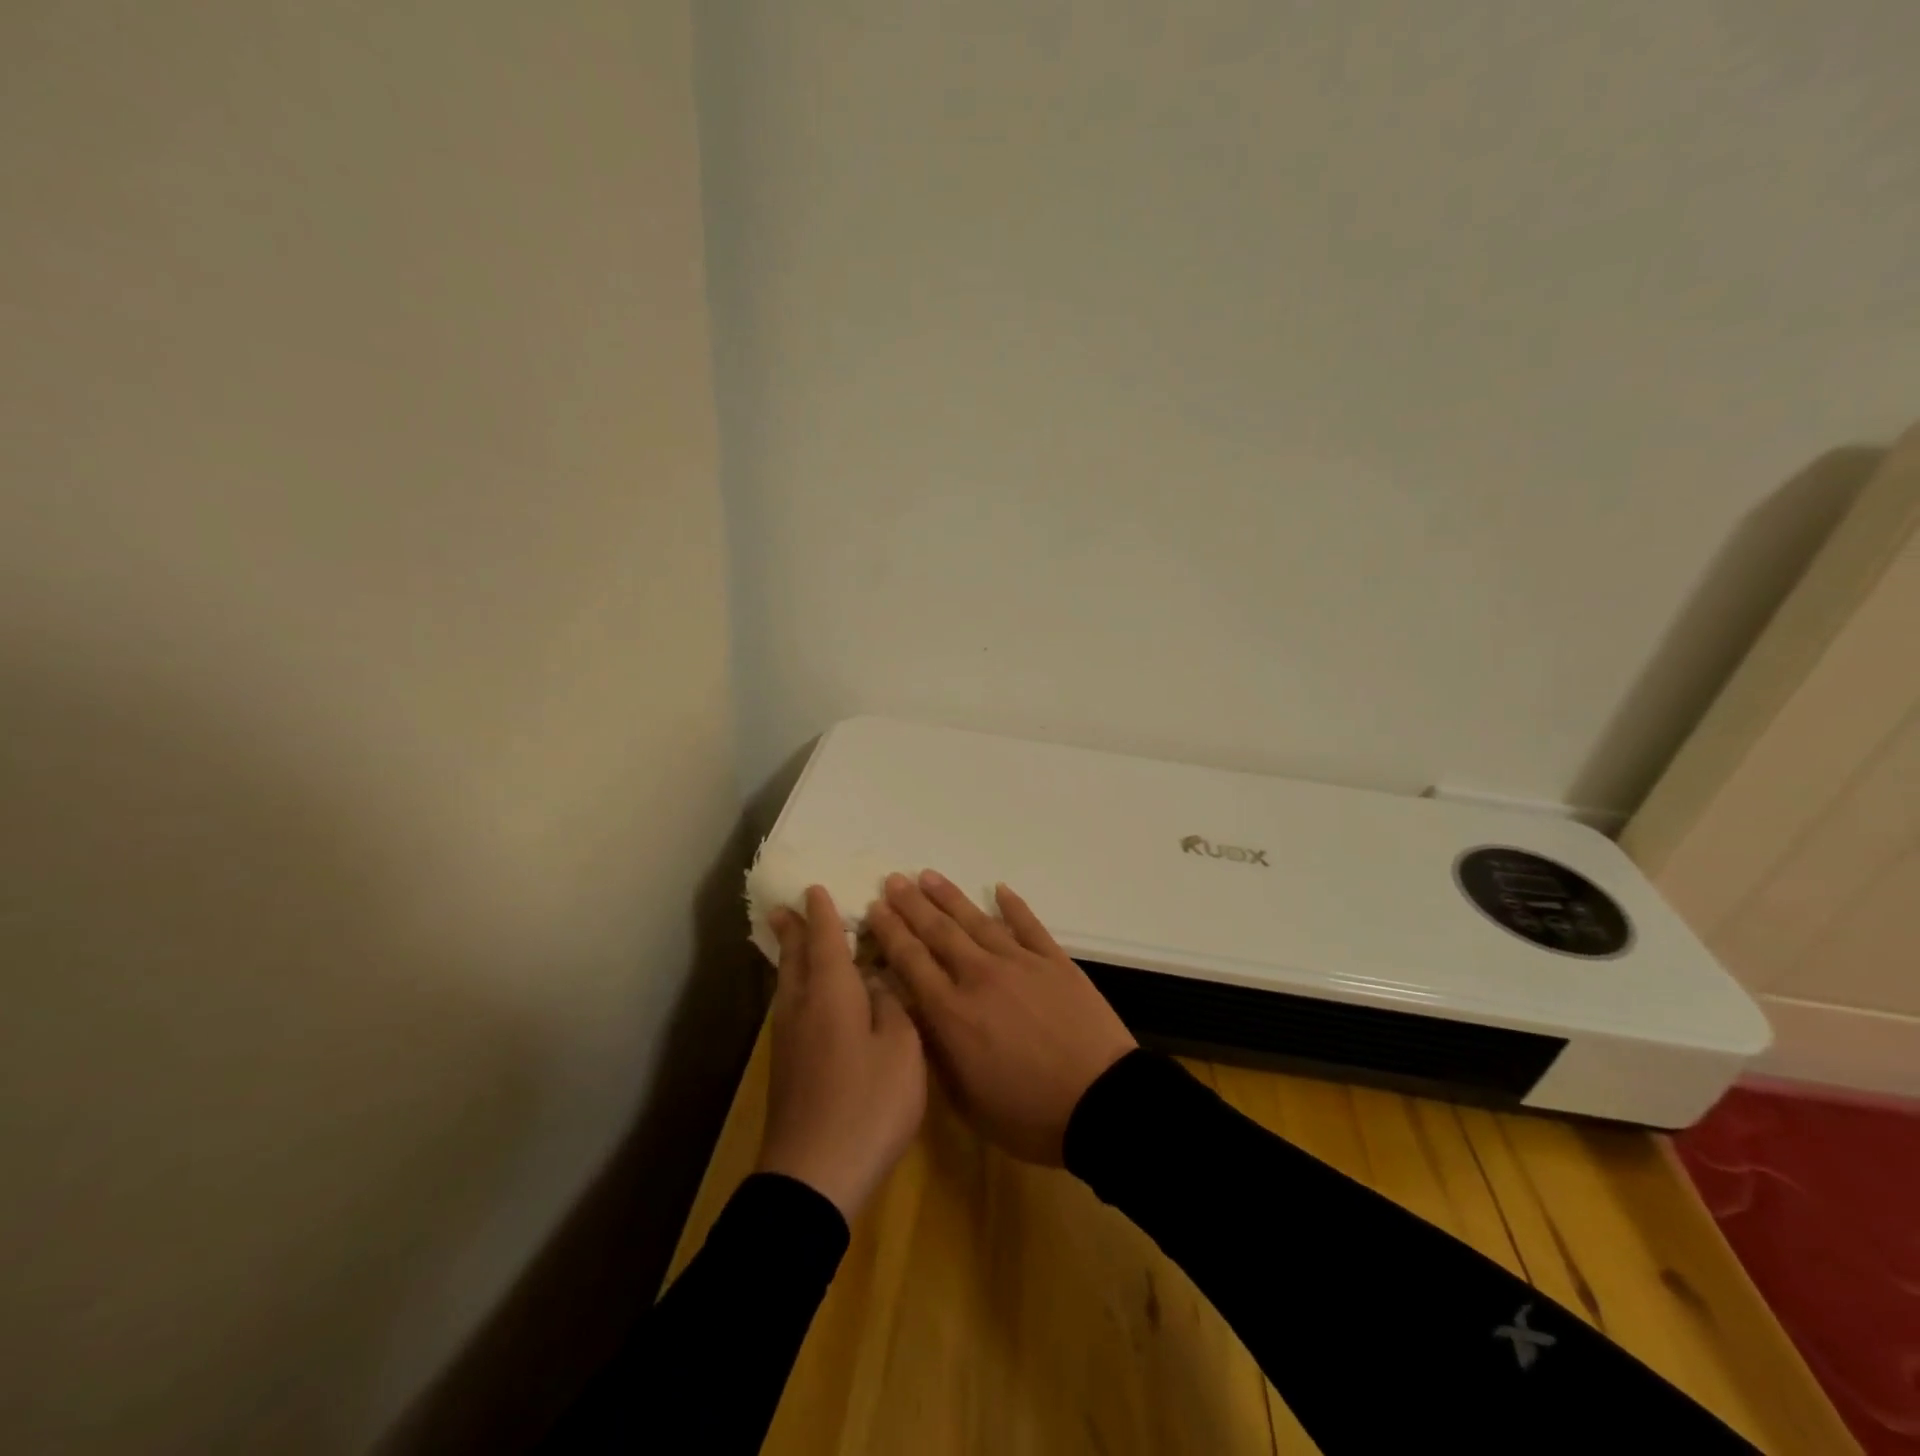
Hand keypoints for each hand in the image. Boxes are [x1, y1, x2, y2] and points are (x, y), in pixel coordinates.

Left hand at [756, 886, 927, 1220]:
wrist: (814, 1175)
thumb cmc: (867, 1103)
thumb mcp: (902, 1048)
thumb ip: (892, 1005)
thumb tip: (876, 982)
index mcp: (831, 993)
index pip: (825, 939)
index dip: (823, 913)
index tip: (815, 888)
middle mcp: (803, 1006)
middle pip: (795, 957)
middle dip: (792, 930)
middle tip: (782, 908)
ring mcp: (790, 1038)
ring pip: (787, 982)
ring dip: (790, 955)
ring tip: (792, 940)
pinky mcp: (787, 1066)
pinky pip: (789, 1004)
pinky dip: (795, 984)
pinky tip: (806, 996)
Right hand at [867, 871, 1136, 1165]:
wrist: (1101, 1103)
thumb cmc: (1029, 1116)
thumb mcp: (967, 1102)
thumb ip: (937, 1055)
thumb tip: (917, 1017)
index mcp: (953, 1014)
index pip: (911, 962)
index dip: (890, 933)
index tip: (874, 909)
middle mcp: (980, 977)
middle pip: (938, 932)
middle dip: (911, 905)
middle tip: (892, 881)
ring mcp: (1020, 963)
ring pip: (977, 921)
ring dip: (949, 897)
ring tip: (928, 876)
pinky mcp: (1055, 961)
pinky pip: (1029, 925)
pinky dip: (1013, 905)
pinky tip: (999, 888)